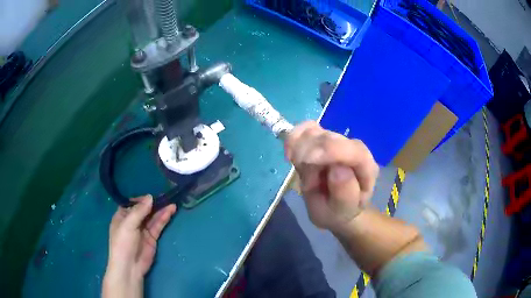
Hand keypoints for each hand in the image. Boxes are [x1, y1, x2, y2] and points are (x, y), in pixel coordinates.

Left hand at [102, 195, 176, 297]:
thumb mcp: (128, 224)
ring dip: (161, 210)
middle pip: (144, 210)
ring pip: (153, 217)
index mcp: (122, 216)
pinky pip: (158, 225)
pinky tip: (170, 211)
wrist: (130, 266)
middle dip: (154, 204)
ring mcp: (143, 230)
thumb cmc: (123, 242)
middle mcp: (132, 221)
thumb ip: (139, 211)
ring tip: (172, 203)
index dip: (141, 199)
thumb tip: (150, 197)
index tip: (151, 196)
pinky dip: (164, 218)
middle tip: (166, 196)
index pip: (132, 204)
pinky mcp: (152, 238)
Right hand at [285, 121, 378, 230]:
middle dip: (308, 160)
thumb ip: (345, 193)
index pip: (354, 150)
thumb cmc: (338, 211)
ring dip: (299, 153)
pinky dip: (293, 139)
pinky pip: (304, 128)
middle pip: (328, 138)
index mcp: (366, 167)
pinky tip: (290, 156)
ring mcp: (337, 139)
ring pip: (313, 132)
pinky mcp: (322, 136)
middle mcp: (354, 148)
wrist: (334, 207)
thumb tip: (338, 168)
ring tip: (305, 175)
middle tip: (309, 185)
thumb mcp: (342, 211)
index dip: (330, 150)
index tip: (305, 161)